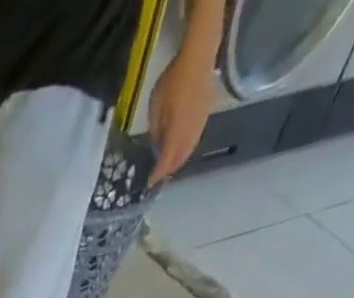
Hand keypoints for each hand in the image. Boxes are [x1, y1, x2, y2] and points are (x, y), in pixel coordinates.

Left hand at [146, 50, 214, 183]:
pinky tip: (179, 149)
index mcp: (176, 133)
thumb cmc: (173, 80)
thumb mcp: (155, 107)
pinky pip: (194, 141)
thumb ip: (156, 130)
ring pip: (188, 152)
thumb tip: (157, 145)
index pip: (165, 162)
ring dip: (177, 162)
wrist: (199, 58)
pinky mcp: (205, 117)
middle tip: (157, 176)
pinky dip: (185, 150)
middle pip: (178, 161)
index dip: (157, 175)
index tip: (148, 183)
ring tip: (167, 166)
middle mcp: (190, 134)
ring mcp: (200, 125)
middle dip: (167, 171)